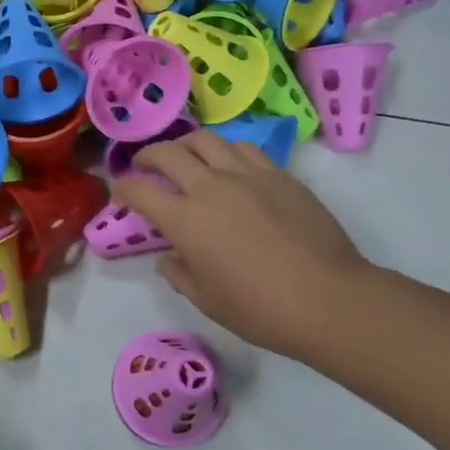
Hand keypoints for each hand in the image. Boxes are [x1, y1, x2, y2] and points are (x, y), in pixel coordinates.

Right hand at [113, 131, 371, 362]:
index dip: (123, 188)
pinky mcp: (279, 175)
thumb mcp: (207, 300)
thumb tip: (170, 258)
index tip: (120, 194)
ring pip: (206, 140)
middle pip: (168, 153)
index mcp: (185, 220)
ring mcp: (247, 175)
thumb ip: (179, 273)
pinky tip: (228, 166)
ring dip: (186, 146)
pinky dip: (225, 152)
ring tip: (185, 157)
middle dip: (148, 156)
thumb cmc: (260, 309)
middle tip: (144, 165)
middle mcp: (211, 187)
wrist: (329, 299)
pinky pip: (243, 149)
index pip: (140, 190)